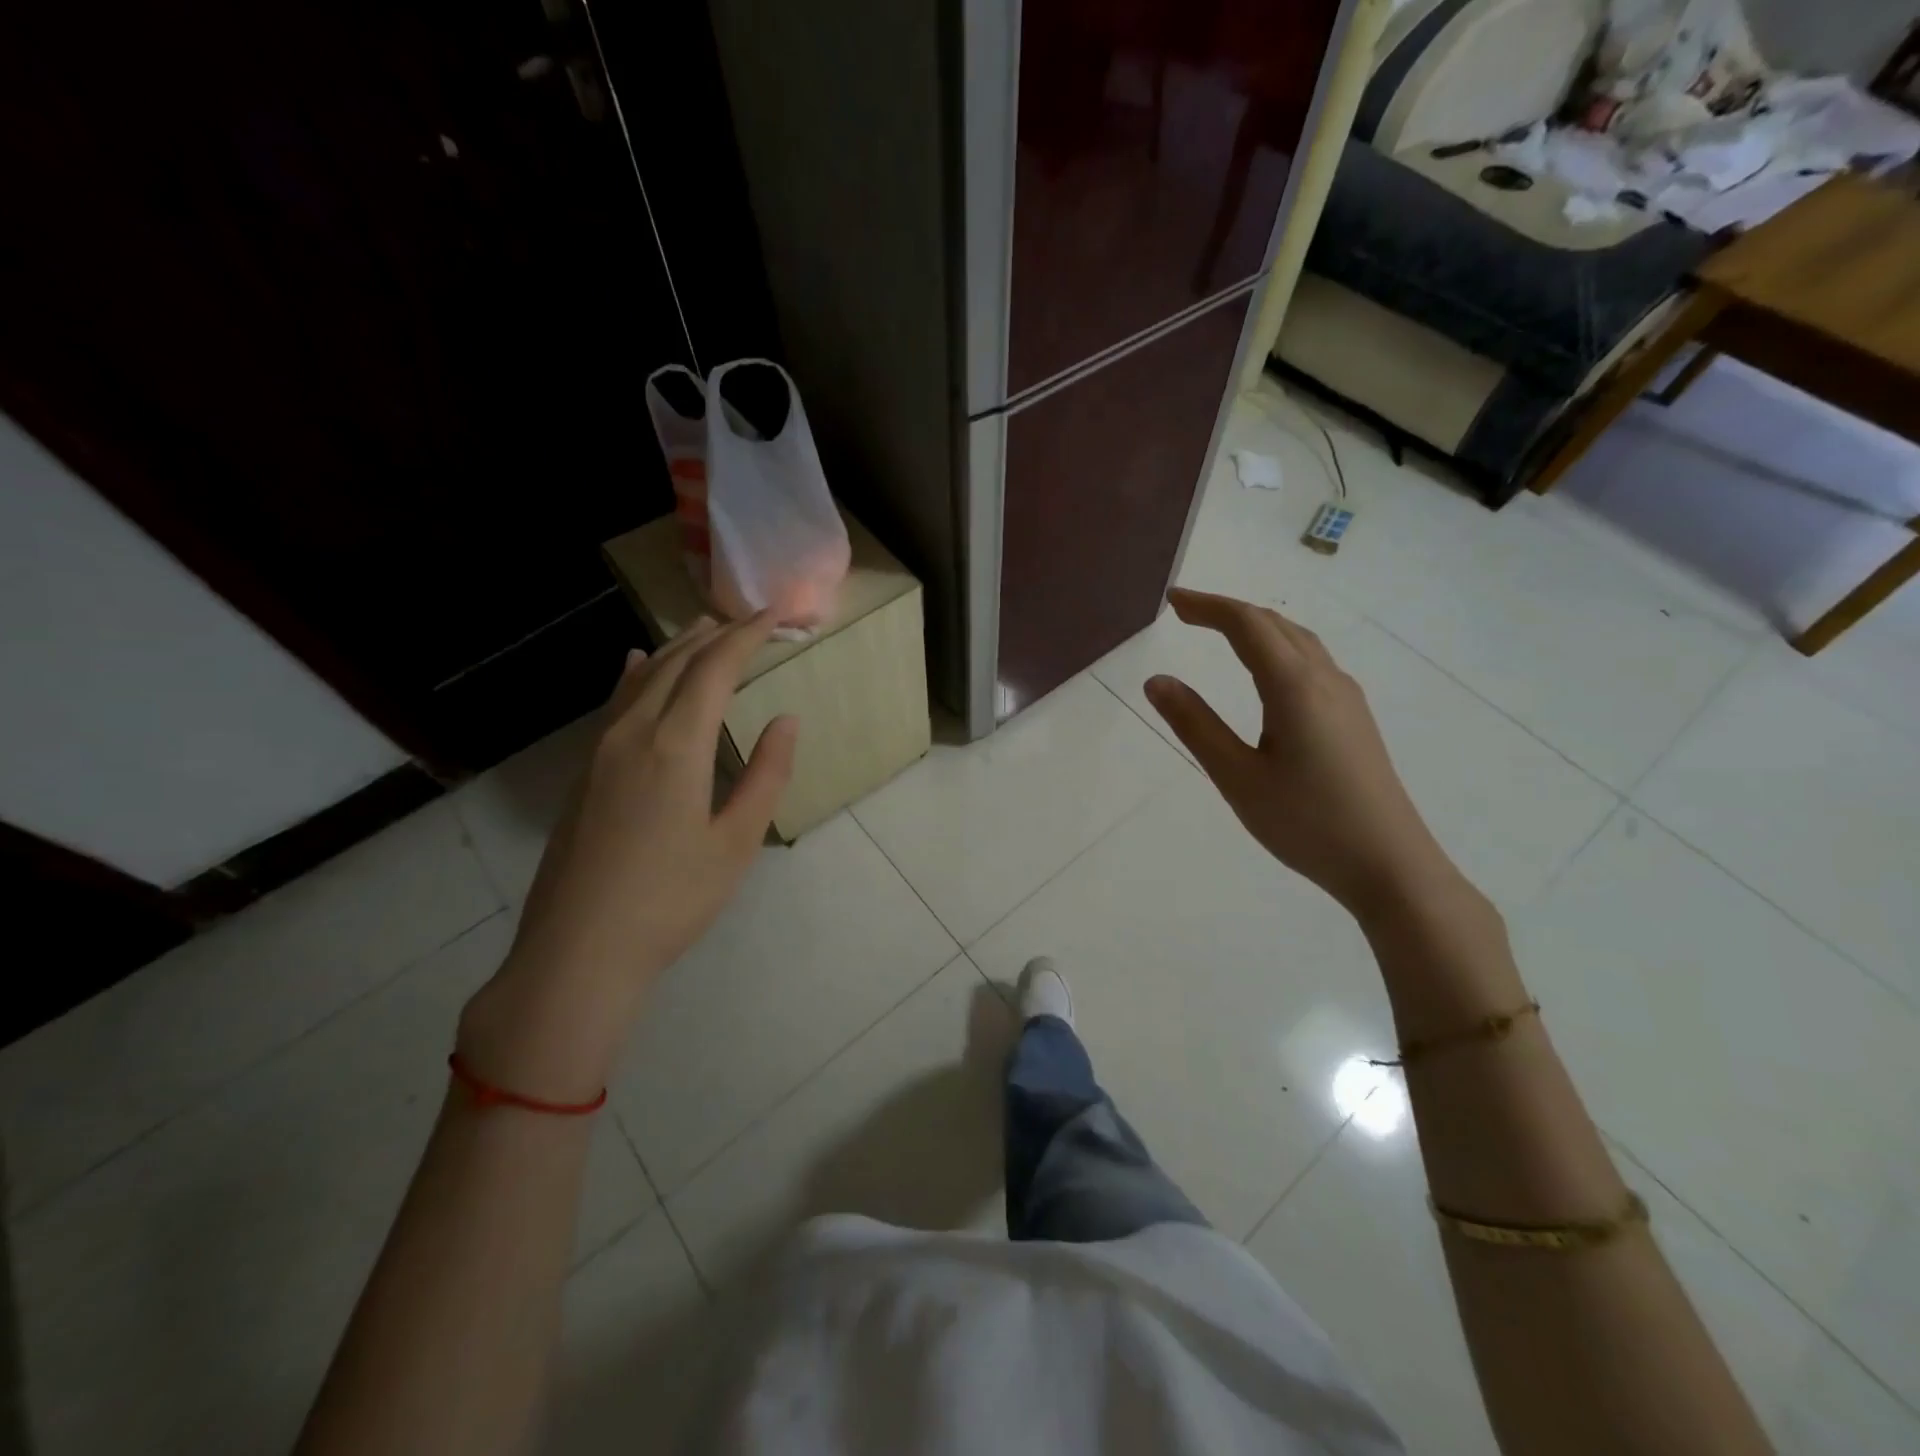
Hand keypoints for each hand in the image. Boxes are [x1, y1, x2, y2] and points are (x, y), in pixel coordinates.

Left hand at [458, 613, 797, 1100]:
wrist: (578, 951)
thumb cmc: (672, 900)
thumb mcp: (736, 842)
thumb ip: (765, 775)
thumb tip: (786, 720)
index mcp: (675, 746)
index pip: (714, 670)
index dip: (746, 637)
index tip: (775, 617)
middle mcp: (633, 733)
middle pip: (676, 664)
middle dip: (716, 635)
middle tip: (749, 618)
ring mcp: (600, 751)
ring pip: (642, 678)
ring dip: (677, 648)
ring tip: (704, 628)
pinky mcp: (584, 772)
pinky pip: (616, 703)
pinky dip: (637, 675)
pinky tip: (636, 665)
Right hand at [1144, 588, 1460, 920]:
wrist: (1390, 865)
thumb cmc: (1306, 823)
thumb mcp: (1237, 777)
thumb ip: (1195, 725)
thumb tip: (1157, 680)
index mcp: (1294, 686)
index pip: (1246, 625)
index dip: (1207, 606)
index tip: (1171, 600)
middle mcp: (1325, 679)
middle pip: (1274, 624)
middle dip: (1228, 611)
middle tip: (1186, 613)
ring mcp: (1346, 698)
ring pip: (1298, 641)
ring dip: (1256, 627)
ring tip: (1220, 633)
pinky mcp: (1355, 719)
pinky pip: (1311, 662)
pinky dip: (1277, 647)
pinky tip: (1267, 673)